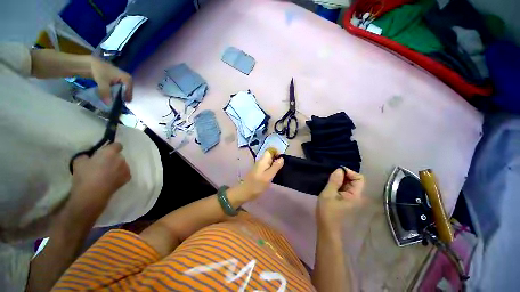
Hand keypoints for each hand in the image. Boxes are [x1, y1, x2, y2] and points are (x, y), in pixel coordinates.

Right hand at [67, 143, 130, 219]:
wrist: (92, 193)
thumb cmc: (84, 175)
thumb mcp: (79, 161)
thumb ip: (87, 155)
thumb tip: (90, 157)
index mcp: (110, 152)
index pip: (117, 145)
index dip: (112, 147)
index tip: (106, 151)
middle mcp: (121, 159)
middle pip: (119, 156)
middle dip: (112, 158)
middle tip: (102, 165)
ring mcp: (126, 168)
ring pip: (122, 164)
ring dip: (116, 167)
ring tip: (105, 175)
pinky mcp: (128, 177)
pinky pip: (124, 173)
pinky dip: (119, 175)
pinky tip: (110, 180)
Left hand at [90, 57, 132, 103]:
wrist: (91, 63)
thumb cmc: (99, 70)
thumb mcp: (102, 81)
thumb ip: (106, 93)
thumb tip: (108, 105)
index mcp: (128, 80)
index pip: (128, 94)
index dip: (121, 99)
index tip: (113, 103)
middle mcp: (128, 81)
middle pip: (126, 94)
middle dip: (119, 98)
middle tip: (110, 101)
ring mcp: (124, 82)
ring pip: (122, 93)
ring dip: (116, 97)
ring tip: (108, 98)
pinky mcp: (119, 83)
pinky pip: (119, 91)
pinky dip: (114, 94)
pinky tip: (108, 95)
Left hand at [228, 150, 283, 206]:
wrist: (245, 192)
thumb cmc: (257, 185)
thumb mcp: (268, 176)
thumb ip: (275, 166)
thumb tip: (282, 158)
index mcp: (263, 160)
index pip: (270, 150)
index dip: (277, 152)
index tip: (282, 160)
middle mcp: (261, 161)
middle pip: (270, 155)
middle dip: (277, 158)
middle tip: (282, 167)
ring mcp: (260, 166)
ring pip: (269, 161)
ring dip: (275, 164)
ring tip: (280, 171)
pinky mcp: (260, 171)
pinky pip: (267, 166)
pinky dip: (272, 168)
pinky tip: (275, 175)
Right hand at [317, 168, 364, 231]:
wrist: (327, 227)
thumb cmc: (327, 211)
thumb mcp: (328, 194)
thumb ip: (334, 181)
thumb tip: (339, 169)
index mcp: (355, 195)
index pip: (359, 178)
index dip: (349, 172)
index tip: (336, 171)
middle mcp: (357, 196)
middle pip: (355, 180)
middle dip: (344, 175)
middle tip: (331, 176)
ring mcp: (352, 199)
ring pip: (349, 184)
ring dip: (340, 180)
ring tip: (329, 180)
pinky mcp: (346, 200)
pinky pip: (345, 188)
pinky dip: (339, 185)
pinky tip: (330, 185)